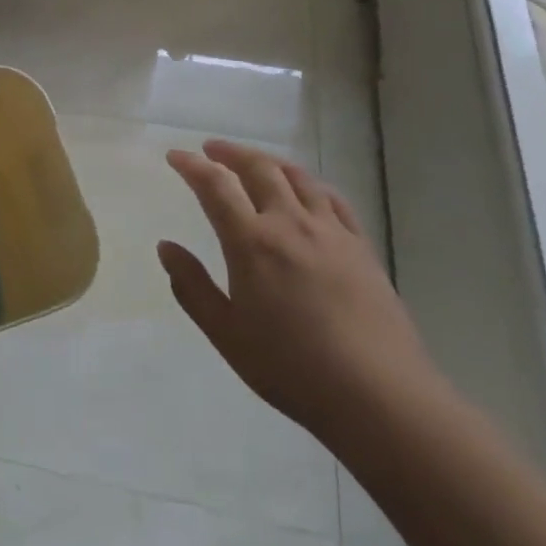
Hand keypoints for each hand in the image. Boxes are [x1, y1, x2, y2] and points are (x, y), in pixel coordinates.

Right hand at [158, 141, 437, 447]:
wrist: (379, 396)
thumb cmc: (292, 368)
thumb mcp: (227, 334)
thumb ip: (192, 287)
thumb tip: (166, 247)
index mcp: (252, 242)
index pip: (215, 186)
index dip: (192, 166)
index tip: (175, 156)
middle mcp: (290, 223)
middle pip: (258, 168)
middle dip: (230, 153)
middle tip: (212, 149)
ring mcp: (330, 231)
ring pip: (297, 177)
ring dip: (268, 161)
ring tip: (254, 161)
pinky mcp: (361, 246)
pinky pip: (332, 199)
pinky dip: (310, 184)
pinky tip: (307, 191)